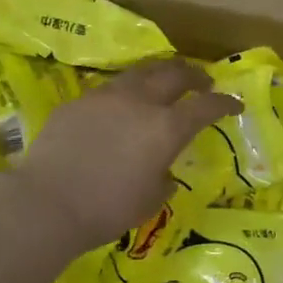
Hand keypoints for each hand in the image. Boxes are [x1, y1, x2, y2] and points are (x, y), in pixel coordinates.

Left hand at [11, 59, 239, 251]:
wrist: (47, 202)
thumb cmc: (107, 209)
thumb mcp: (149, 201)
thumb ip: (163, 180)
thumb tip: (164, 173)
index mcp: (165, 127)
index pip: (205, 106)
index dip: (224, 103)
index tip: (234, 104)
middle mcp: (139, 102)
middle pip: (173, 74)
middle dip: (193, 75)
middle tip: (201, 81)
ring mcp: (105, 97)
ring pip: (139, 73)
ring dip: (157, 75)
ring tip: (161, 82)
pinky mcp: (77, 103)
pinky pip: (107, 91)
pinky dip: (123, 95)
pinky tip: (117, 109)